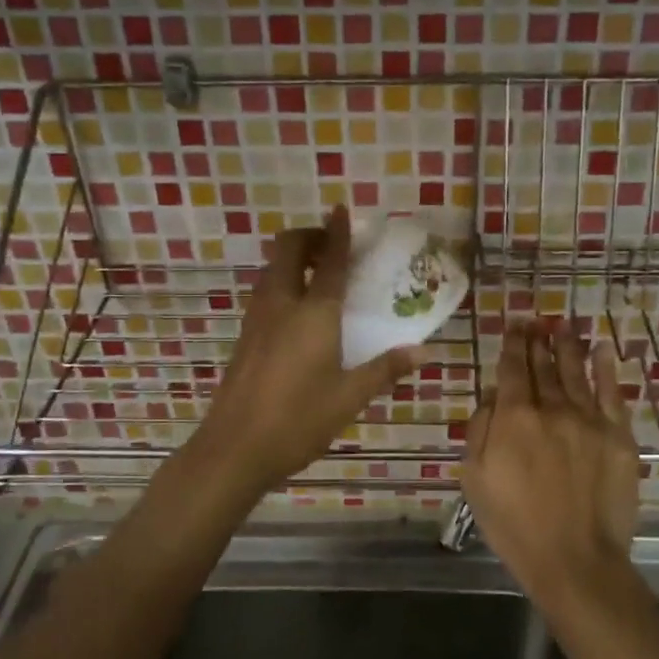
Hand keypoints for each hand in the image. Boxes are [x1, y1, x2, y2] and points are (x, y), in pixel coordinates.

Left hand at [196, 206, 423, 495]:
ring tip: (320, 274)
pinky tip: (299, 309)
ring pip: (273, 268)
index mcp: (313, 313)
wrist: (234, 448)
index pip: (329, 260)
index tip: (343, 210)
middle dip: (310, 236)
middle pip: (288, 249)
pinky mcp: (246, 335)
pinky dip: (284, 281)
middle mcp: (281, 304)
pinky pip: (266, 290)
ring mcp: (257, 318)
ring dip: (295, 258)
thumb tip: (423, 351)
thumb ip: (385, 369)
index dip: (338, 232)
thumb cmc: (298, 420)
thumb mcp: (349, 397)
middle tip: (333, 246)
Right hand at [462, 321, 640, 599]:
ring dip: (568, 345)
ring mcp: (589, 420)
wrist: (575, 559)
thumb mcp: (475, 478)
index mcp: (514, 417)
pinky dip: (606, 367)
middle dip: (538, 340)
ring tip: (563, 325)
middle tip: (536, 321)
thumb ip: (480, 429)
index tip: (515, 324)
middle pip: (544, 365)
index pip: (513, 368)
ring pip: (576, 371)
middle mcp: (552, 408)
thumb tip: (493, 394)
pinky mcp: (619, 436)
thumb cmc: (514, 524)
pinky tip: (602, 348)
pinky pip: (612, 392)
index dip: (513, 343)